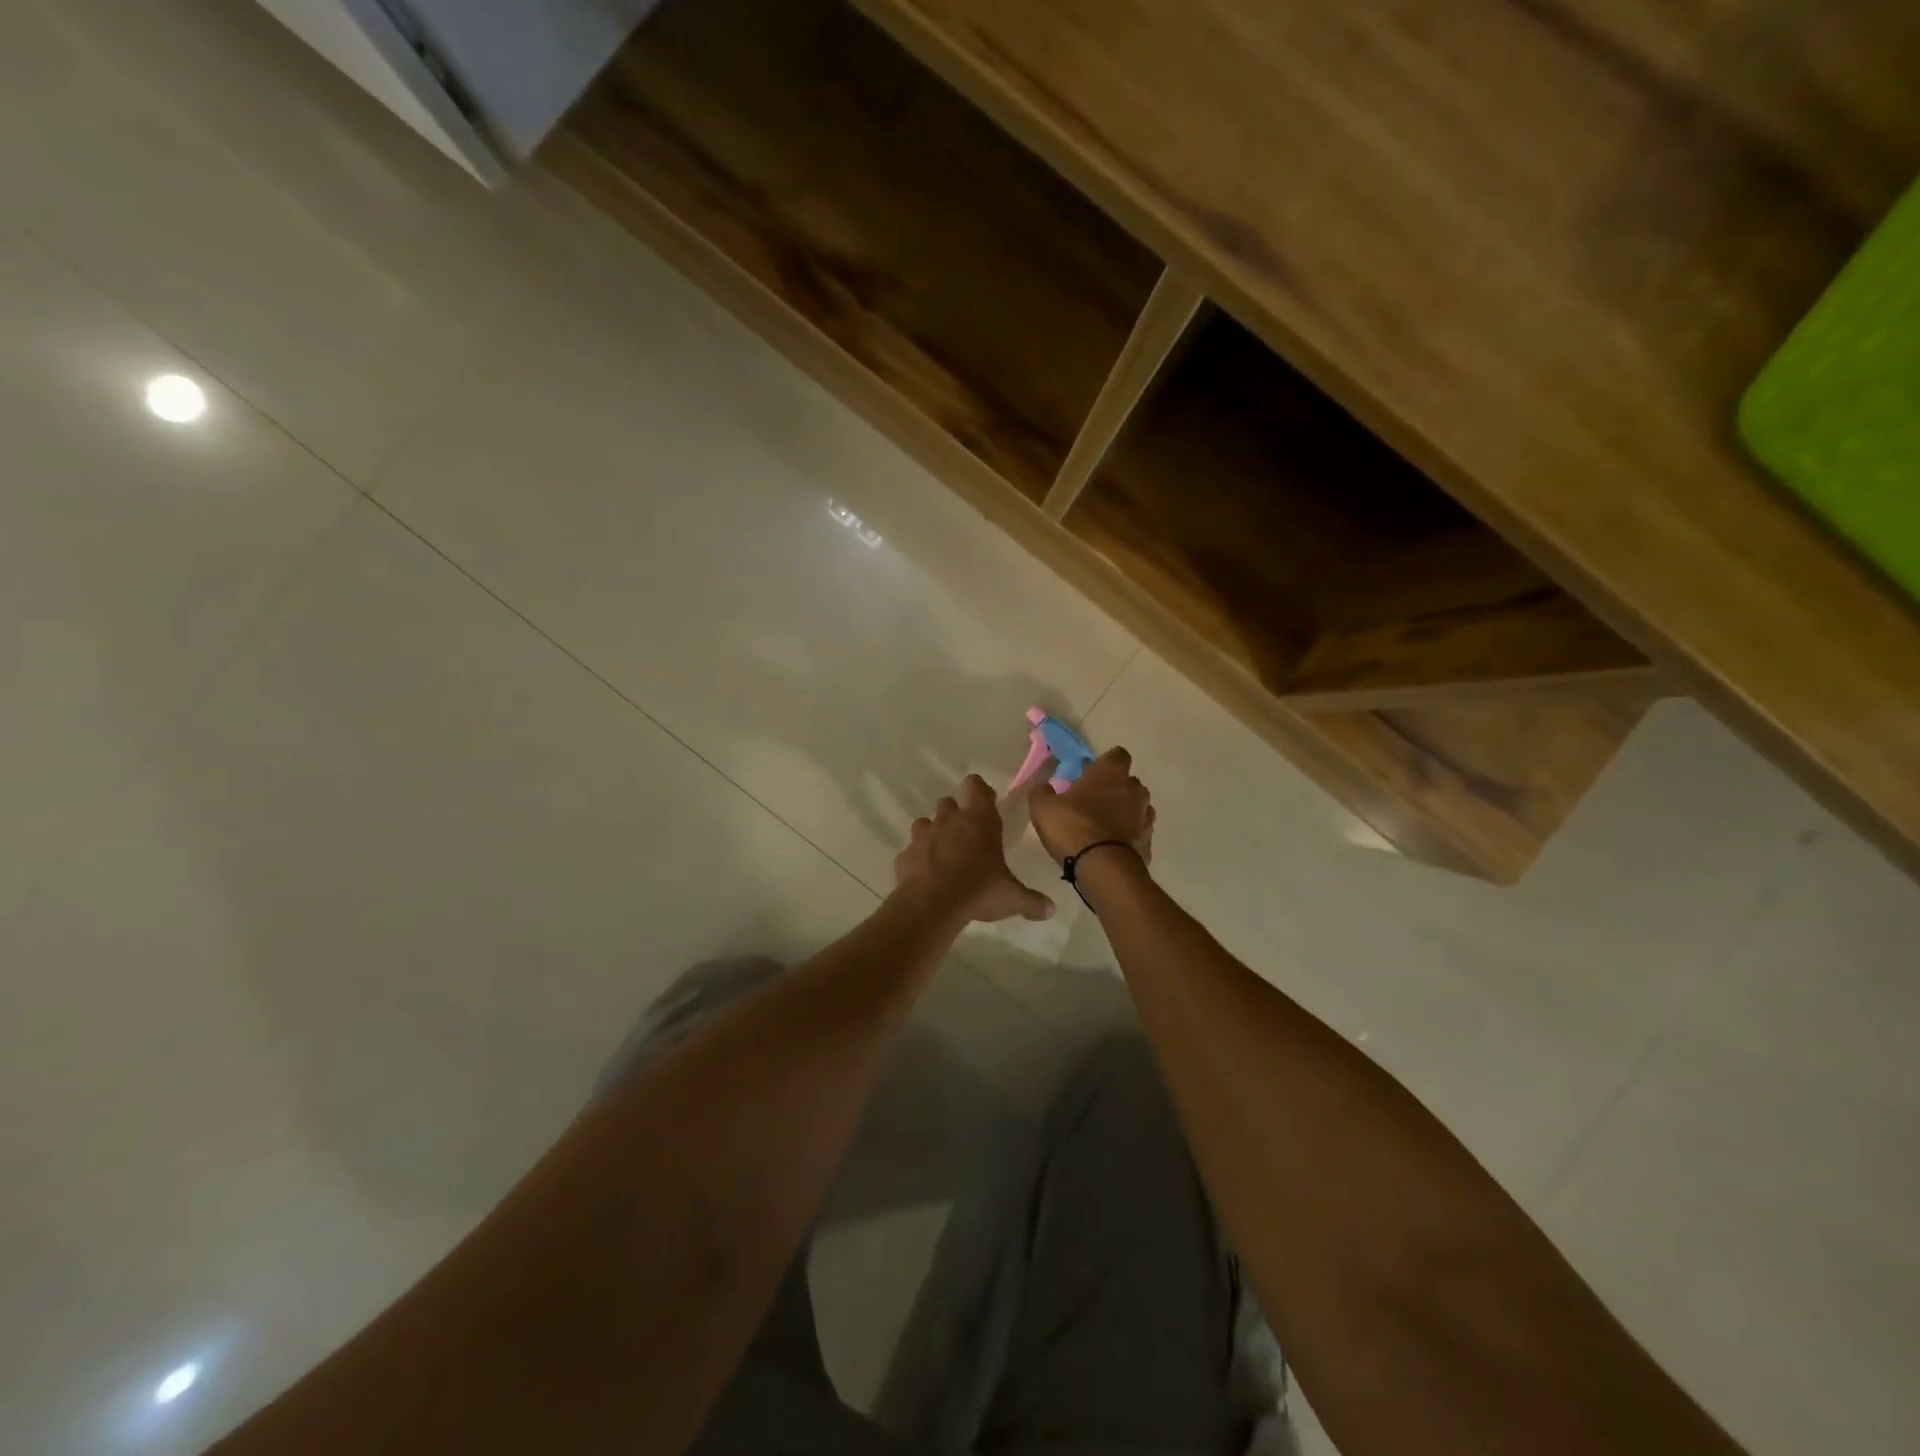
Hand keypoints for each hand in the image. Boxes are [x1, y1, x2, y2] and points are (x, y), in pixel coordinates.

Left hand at [893, 775, 1055, 924]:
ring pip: (925, 823)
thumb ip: (1032, 901)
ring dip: (934, 834)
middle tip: (967, 837)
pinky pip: (911, 851)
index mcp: (978, 820)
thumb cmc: (978, 890)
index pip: (975, 785)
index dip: (980, 792)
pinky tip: (926, 876)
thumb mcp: (1012, 898)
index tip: (987, 805)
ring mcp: (922, 836)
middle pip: (948, 802)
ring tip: (944, 856)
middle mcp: (948, 820)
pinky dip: (918, 859)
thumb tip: (1051, 910)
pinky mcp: (904, 856)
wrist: (931, 906)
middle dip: (956, 815)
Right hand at [1029, 747, 1154, 866]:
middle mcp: (1134, 789)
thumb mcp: (1043, 807)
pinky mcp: (1148, 841)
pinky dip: (1128, 835)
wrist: (1103, 868)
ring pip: (1137, 807)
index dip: (1105, 764)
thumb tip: (1044, 786)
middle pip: (1128, 782)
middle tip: (1093, 802)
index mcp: (1110, 773)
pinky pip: (1138, 832)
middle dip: (1115, 789)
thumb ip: (1042, 792)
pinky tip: (1112, 846)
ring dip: (1124, 812)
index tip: (1091, 774)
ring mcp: (1145, 816)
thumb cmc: (1073, 827)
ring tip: (1104, 827)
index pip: (1117, 755)